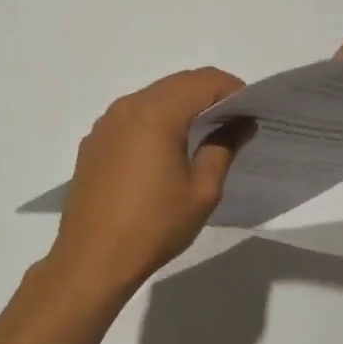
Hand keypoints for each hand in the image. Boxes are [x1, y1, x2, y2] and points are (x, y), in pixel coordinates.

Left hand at [49, 68, 249, 295]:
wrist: (91, 261)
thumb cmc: (154, 226)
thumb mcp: (202, 190)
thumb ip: (224, 147)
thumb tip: (241, 123)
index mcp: (157, 113)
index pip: (204, 81)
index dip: (233, 89)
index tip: (251, 110)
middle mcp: (129, 107)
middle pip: (178, 83)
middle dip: (209, 94)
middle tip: (234, 120)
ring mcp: (107, 122)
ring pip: (154, 96)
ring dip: (182, 104)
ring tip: (204, 133)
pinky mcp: (94, 141)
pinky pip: (133, 115)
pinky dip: (157, 119)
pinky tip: (166, 150)